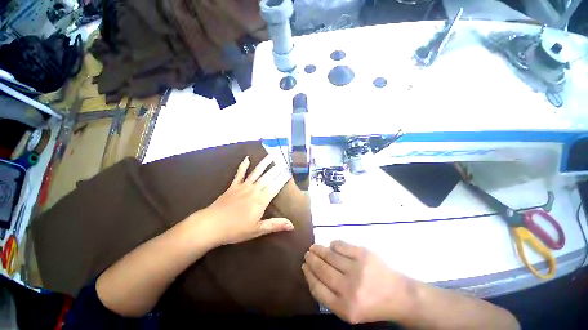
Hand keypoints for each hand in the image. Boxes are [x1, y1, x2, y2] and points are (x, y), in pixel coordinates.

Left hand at [195, 155, 293, 245]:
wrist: (211, 225)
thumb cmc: (236, 229)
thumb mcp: (257, 230)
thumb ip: (275, 225)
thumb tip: (292, 225)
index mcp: (261, 200)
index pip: (275, 187)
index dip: (283, 179)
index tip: (289, 172)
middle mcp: (254, 190)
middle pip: (268, 177)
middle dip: (277, 170)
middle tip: (284, 162)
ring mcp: (243, 186)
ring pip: (256, 172)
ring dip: (264, 164)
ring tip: (271, 156)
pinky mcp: (233, 186)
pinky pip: (239, 173)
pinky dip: (243, 165)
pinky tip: (247, 158)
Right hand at [302, 241, 416, 324]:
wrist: (399, 295)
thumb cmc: (371, 304)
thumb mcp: (349, 310)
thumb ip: (329, 296)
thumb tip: (311, 272)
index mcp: (344, 308)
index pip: (318, 288)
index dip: (308, 275)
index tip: (304, 266)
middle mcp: (350, 289)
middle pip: (322, 270)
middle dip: (311, 259)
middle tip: (307, 253)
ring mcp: (357, 269)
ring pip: (330, 255)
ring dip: (319, 249)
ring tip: (314, 247)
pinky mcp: (363, 254)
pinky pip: (340, 245)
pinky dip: (333, 244)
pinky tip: (331, 246)